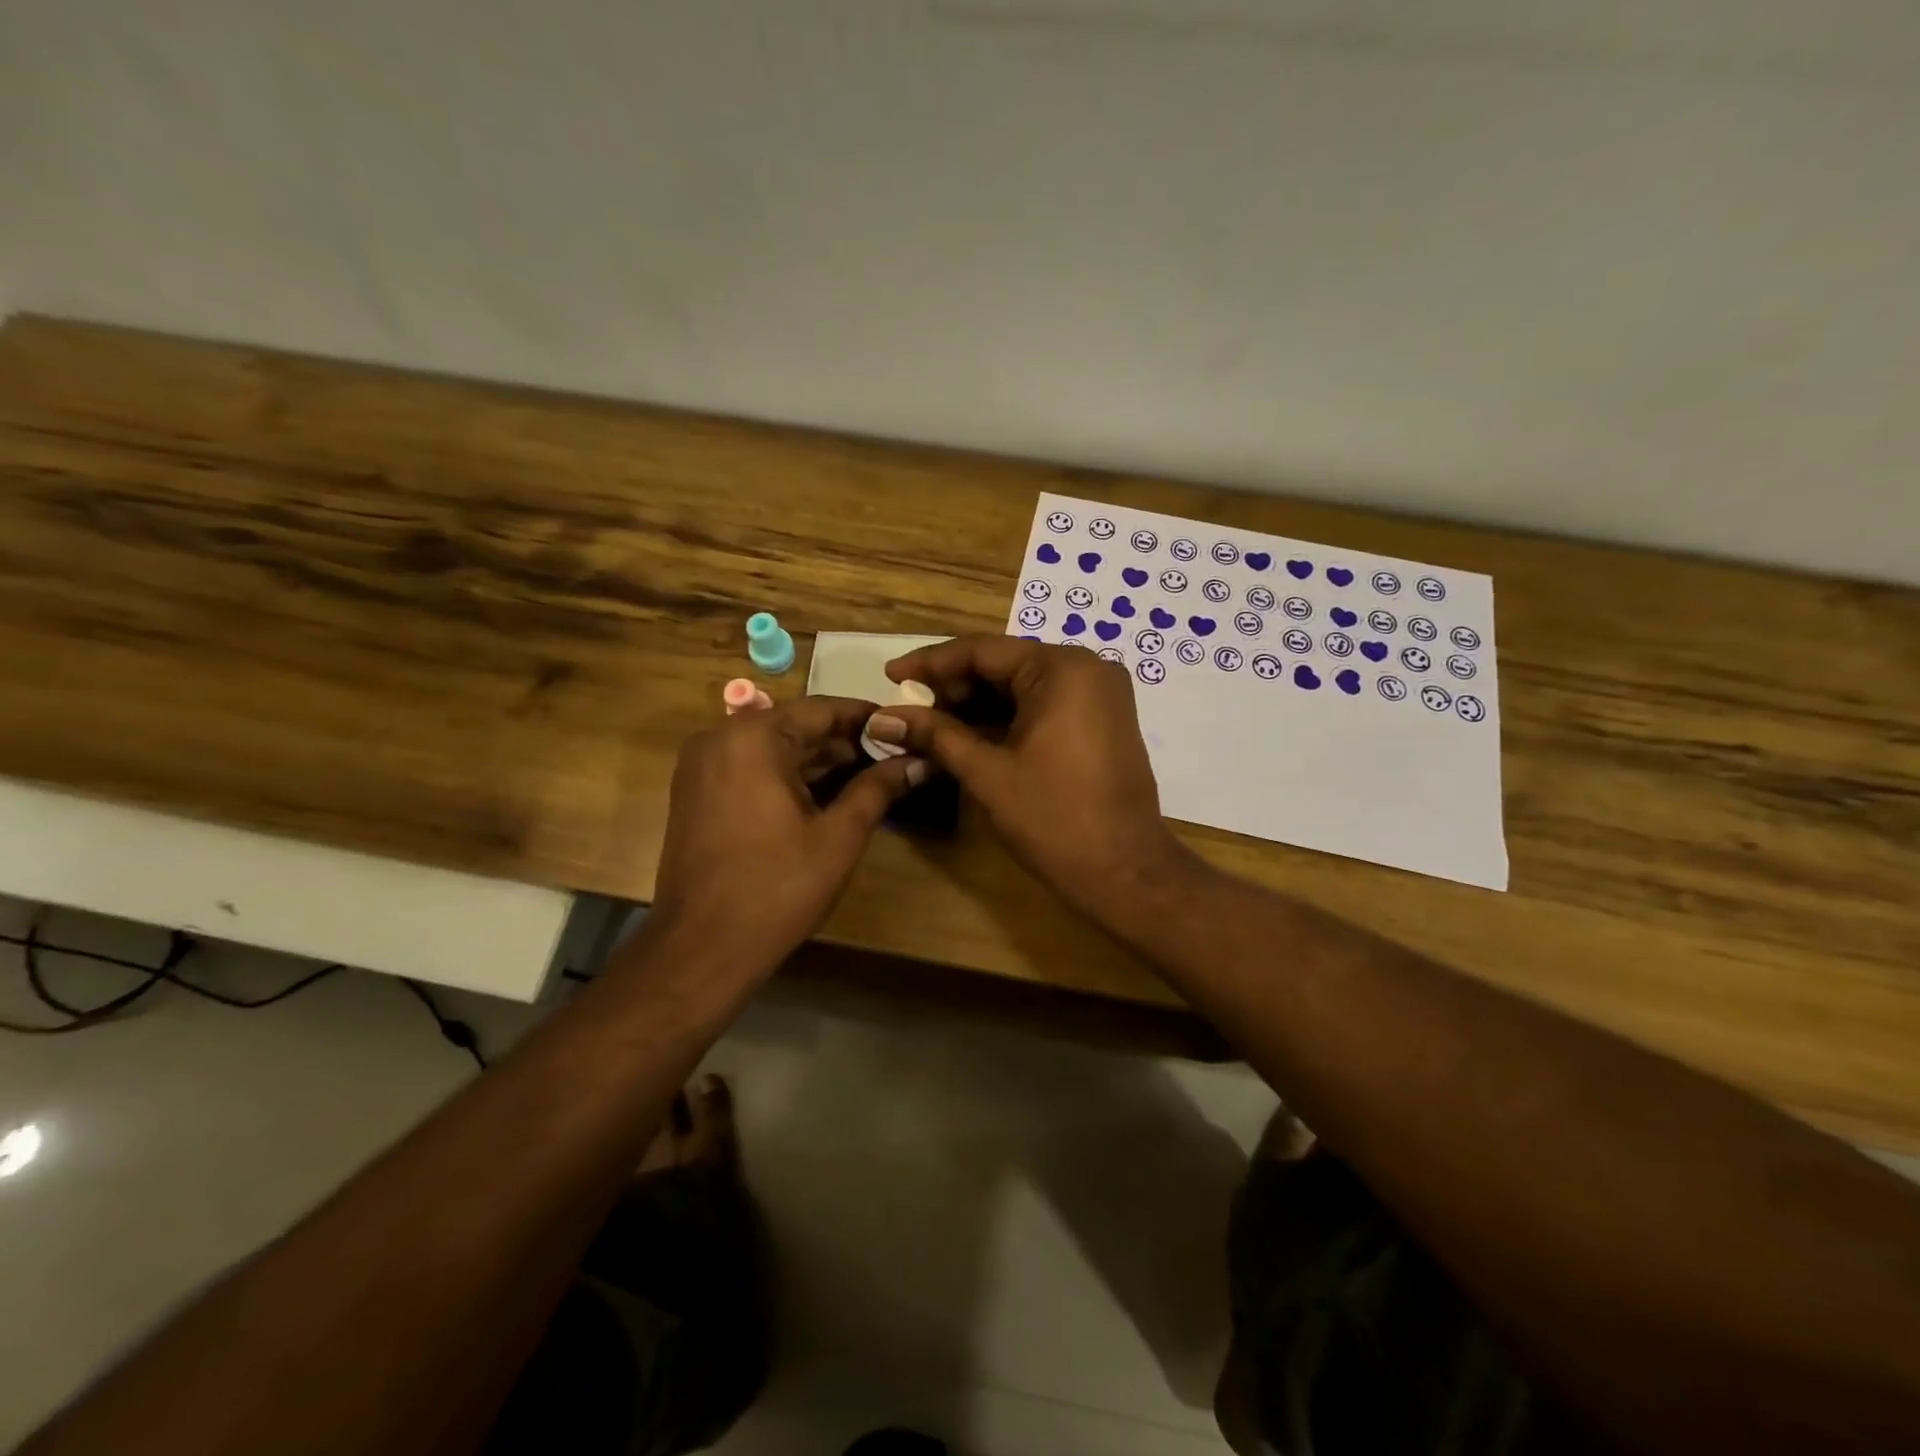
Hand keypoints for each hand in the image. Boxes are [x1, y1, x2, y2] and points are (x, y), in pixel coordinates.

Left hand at [650, 697, 924, 971]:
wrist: (701, 948)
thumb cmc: (777, 888)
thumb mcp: (839, 836)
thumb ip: (878, 788)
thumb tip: (918, 761)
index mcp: (753, 738)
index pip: (822, 710)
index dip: (866, 718)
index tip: (903, 725)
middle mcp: (719, 738)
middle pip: (794, 726)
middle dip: (843, 742)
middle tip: (891, 755)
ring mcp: (701, 766)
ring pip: (771, 748)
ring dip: (816, 760)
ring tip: (867, 775)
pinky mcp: (695, 792)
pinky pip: (749, 767)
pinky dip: (785, 775)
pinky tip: (823, 795)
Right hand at [873, 636, 1190, 919]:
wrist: (1125, 871)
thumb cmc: (1055, 819)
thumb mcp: (988, 773)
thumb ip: (936, 736)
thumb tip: (882, 718)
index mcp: (1061, 669)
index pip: (982, 651)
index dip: (930, 663)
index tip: (890, 674)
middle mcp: (1085, 668)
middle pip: (1003, 665)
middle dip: (952, 687)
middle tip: (908, 709)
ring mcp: (1098, 694)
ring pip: (1022, 686)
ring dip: (976, 705)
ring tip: (928, 725)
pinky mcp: (1100, 720)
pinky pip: (1043, 705)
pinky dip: (1005, 718)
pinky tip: (967, 735)